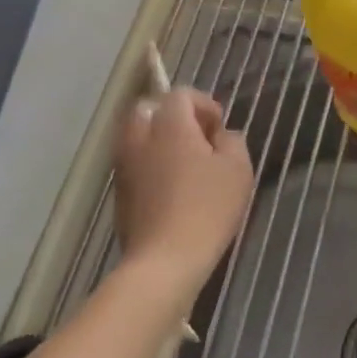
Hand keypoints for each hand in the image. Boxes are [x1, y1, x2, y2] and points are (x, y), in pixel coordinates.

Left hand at [113, 88, 253, 301]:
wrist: (163, 262)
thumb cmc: (206, 209)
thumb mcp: (238, 170)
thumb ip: (232, 142)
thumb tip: (221, 136)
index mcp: (169, 125)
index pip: (180, 94)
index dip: (203, 104)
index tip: (219, 128)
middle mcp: (140, 138)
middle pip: (148, 109)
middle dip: (172, 116)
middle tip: (197, 139)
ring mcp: (124, 166)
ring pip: (136, 136)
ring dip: (158, 140)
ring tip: (184, 165)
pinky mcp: (119, 193)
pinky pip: (133, 163)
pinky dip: (149, 164)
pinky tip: (171, 189)